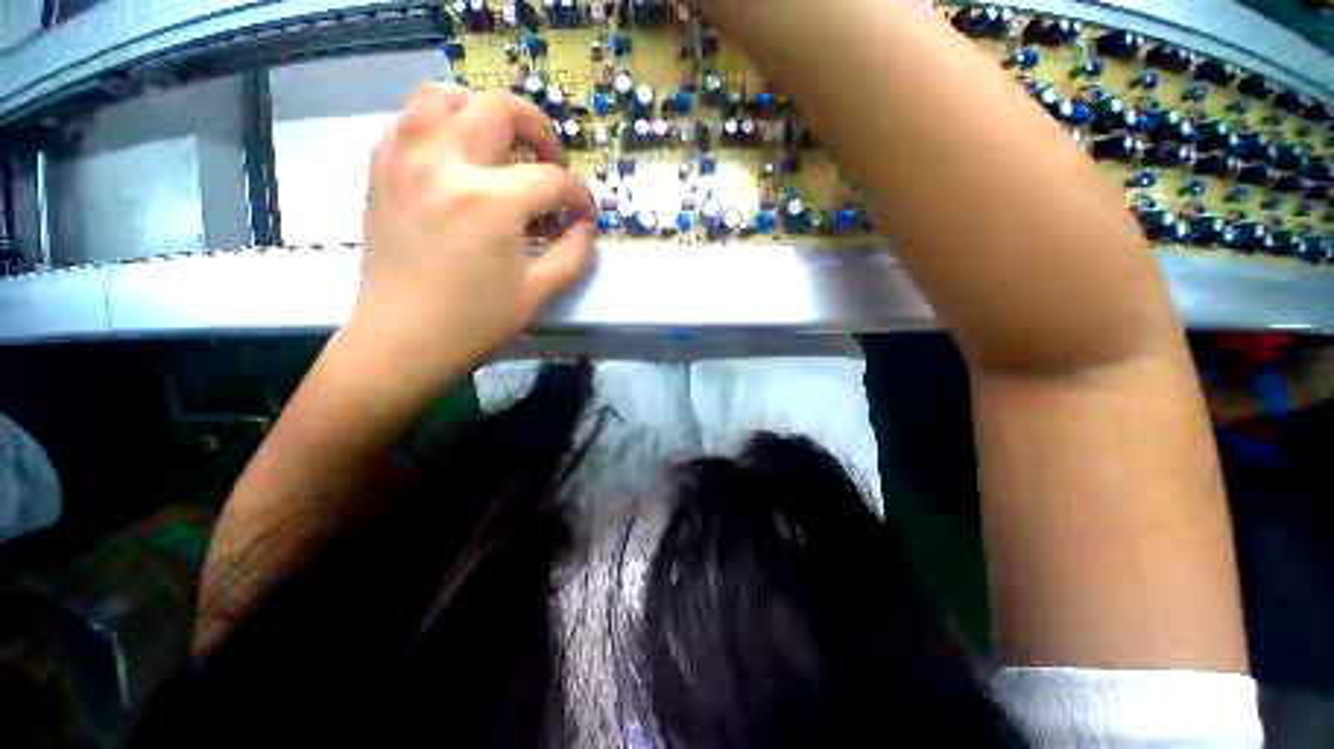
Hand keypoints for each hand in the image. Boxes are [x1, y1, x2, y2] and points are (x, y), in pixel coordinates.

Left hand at [353, 83, 596, 374]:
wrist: (402, 339)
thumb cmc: (475, 321)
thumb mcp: (539, 293)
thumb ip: (574, 255)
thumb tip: (586, 228)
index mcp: (492, 201)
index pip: (553, 180)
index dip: (579, 197)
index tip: (585, 215)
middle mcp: (447, 164)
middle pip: (500, 108)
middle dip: (538, 129)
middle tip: (549, 161)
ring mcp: (406, 160)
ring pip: (444, 95)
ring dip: (481, 110)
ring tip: (499, 143)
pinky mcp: (381, 170)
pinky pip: (409, 120)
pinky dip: (439, 124)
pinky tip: (455, 156)